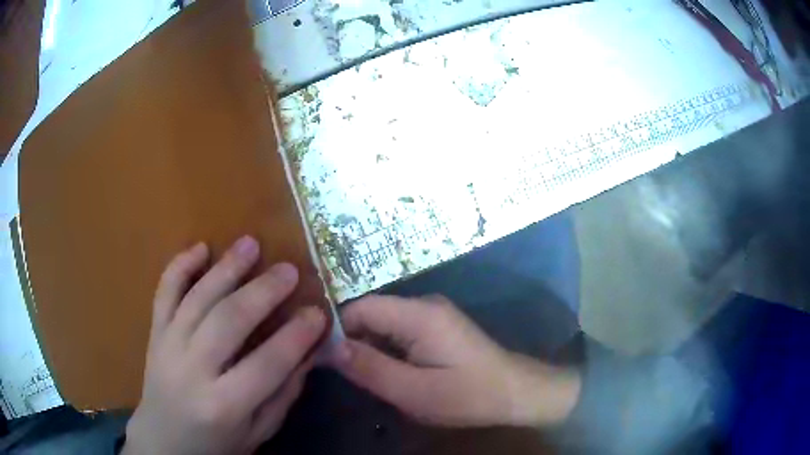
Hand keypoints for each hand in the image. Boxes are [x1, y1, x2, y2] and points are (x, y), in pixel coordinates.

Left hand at [123, 237, 326, 454]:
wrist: (163, 441)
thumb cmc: (216, 443)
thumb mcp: (258, 430)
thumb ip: (284, 393)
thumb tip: (310, 351)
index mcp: (223, 405)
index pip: (267, 364)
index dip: (296, 336)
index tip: (318, 313)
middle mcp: (192, 371)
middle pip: (228, 321)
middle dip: (263, 292)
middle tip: (289, 270)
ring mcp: (168, 346)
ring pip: (198, 299)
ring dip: (226, 268)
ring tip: (251, 244)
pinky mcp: (155, 333)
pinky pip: (164, 293)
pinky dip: (179, 266)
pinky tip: (200, 248)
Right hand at [329, 295, 580, 427]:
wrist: (515, 393)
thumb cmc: (468, 395)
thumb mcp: (414, 391)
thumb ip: (370, 368)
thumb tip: (329, 348)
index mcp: (418, 314)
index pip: (360, 308)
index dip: (335, 329)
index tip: (319, 356)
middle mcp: (423, 306)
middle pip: (370, 314)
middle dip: (351, 341)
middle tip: (338, 373)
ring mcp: (431, 316)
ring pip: (382, 325)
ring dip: (368, 348)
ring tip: (358, 376)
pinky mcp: (436, 328)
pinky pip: (398, 333)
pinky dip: (385, 351)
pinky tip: (384, 373)